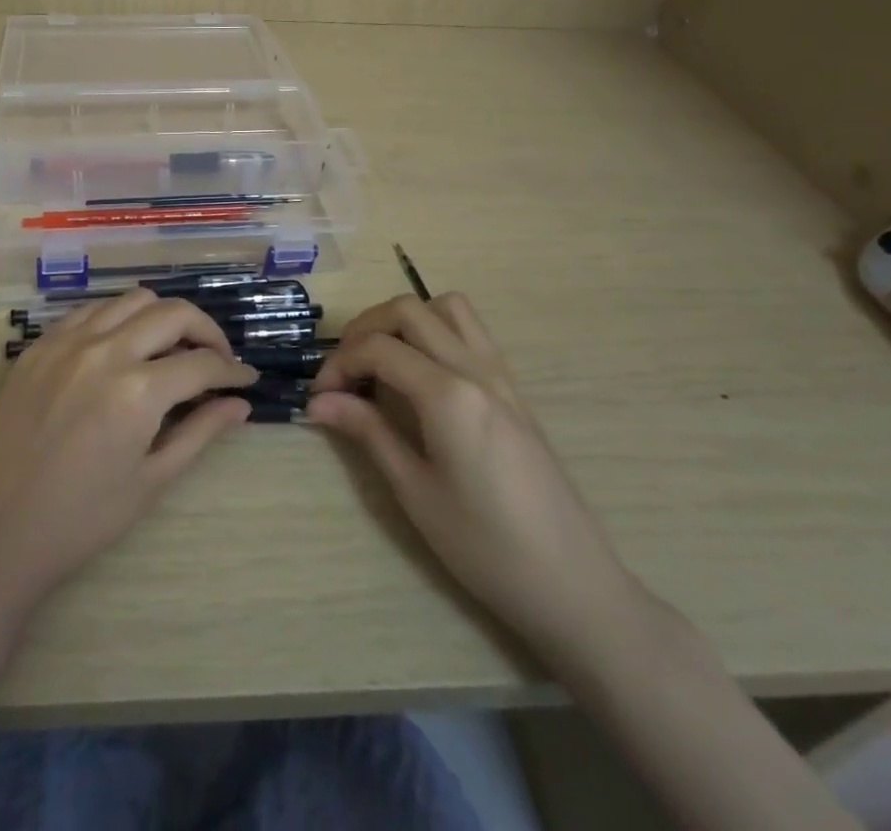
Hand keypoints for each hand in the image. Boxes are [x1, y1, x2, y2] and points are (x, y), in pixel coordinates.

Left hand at [0, 290, 257, 611]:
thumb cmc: (77, 520)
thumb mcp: (148, 483)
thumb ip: (199, 434)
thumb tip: (239, 405)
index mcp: (138, 391)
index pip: (202, 363)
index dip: (232, 370)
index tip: (246, 379)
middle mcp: (106, 350)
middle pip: (173, 312)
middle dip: (207, 331)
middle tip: (216, 359)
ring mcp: (67, 341)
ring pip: (132, 299)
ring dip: (163, 316)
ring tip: (171, 348)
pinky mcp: (39, 344)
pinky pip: (91, 310)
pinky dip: (119, 317)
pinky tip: (122, 346)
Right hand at [307, 293, 644, 658]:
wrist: (572, 584)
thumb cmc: (485, 547)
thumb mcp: (415, 492)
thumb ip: (367, 432)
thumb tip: (318, 402)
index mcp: (448, 394)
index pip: (378, 348)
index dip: (338, 364)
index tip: (318, 396)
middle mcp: (475, 368)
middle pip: (408, 309)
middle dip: (365, 329)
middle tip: (344, 371)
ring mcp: (500, 374)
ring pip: (446, 307)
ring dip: (405, 320)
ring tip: (382, 361)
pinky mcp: (513, 389)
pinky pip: (470, 332)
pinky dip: (435, 331)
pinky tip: (421, 376)